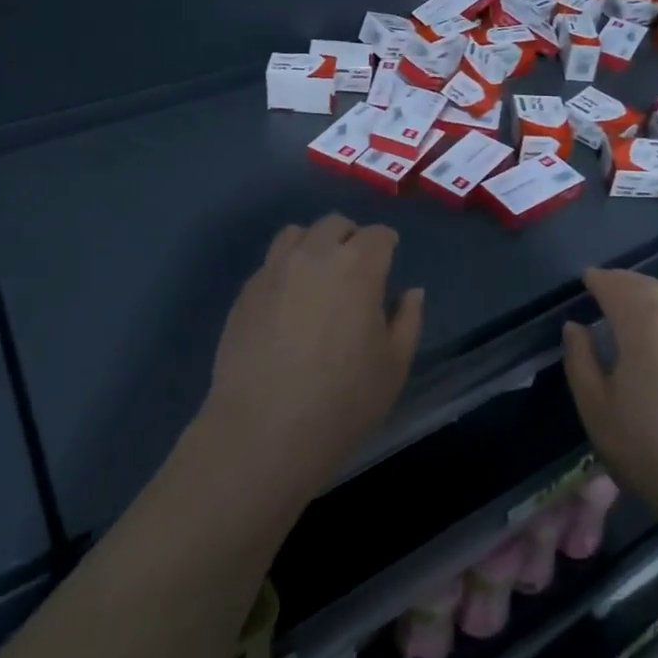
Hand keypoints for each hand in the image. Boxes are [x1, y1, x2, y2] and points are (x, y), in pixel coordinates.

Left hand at [202, 215, 423, 505]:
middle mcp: (314, 255)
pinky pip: (270, 262)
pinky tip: (288, 303)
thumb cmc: (342, 402)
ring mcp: (274, 270)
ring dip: (314, 245)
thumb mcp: (394, 366)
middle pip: (336, 225)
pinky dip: (286, 269)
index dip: (387, 246)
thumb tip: (411, 292)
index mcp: (358, 267)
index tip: (389, 263)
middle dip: (352, 238)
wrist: (263, 433)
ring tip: (318, 277)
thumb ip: (408, 320)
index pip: (378, 235)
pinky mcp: (246, 292)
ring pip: (297, 233)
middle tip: (356, 270)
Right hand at [562, 268, 657, 564]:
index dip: (598, 280)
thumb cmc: (651, 451)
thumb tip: (576, 327)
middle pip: (649, 286)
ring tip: (637, 310)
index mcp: (646, 322)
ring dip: (654, 297)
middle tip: (607, 290)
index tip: (586, 281)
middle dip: (625, 283)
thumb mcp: (596, 409)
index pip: (616, 285)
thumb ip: (580, 359)